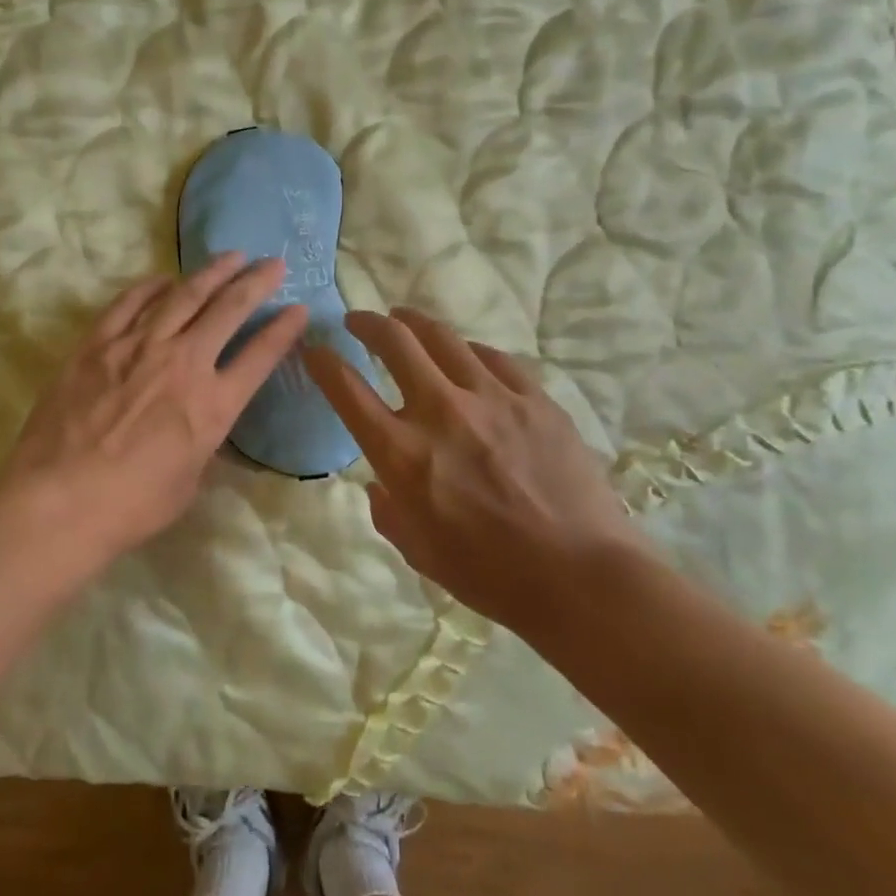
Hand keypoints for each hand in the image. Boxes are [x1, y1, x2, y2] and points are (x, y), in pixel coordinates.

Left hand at [0, 255, 309, 558]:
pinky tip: (164, 279)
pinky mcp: (97, 344)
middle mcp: (183, 363)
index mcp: (213, 405)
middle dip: (256, 282)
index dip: (284, 329)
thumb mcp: (188, 481)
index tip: (299, 308)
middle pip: (228, 310)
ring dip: (211, 273)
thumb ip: (202, 442)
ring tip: (230, 256)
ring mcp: (138, 347)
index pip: (260, 356)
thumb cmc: (131, 506)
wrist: (60, 501)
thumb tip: (202, 421)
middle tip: (272, 263)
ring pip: (183, 296)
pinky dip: (150, 286)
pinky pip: (129, 303)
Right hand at [302, 307, 643, 635]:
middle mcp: (440, 412)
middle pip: (394, 342)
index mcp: (402, 453)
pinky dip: (468, 350)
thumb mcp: (416, 550)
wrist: (579, 576)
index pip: (346, 389)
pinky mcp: (534, 398)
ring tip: (403, 318)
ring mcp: (492, 398)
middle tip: (358, 321)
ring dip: (413, 322)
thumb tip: (382, 483)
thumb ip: (387, 509)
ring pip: (442, 337)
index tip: (315, 350)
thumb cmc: (489, 574)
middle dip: (367, 323)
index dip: (323, 362)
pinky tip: (464, 354)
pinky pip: (493, 358)